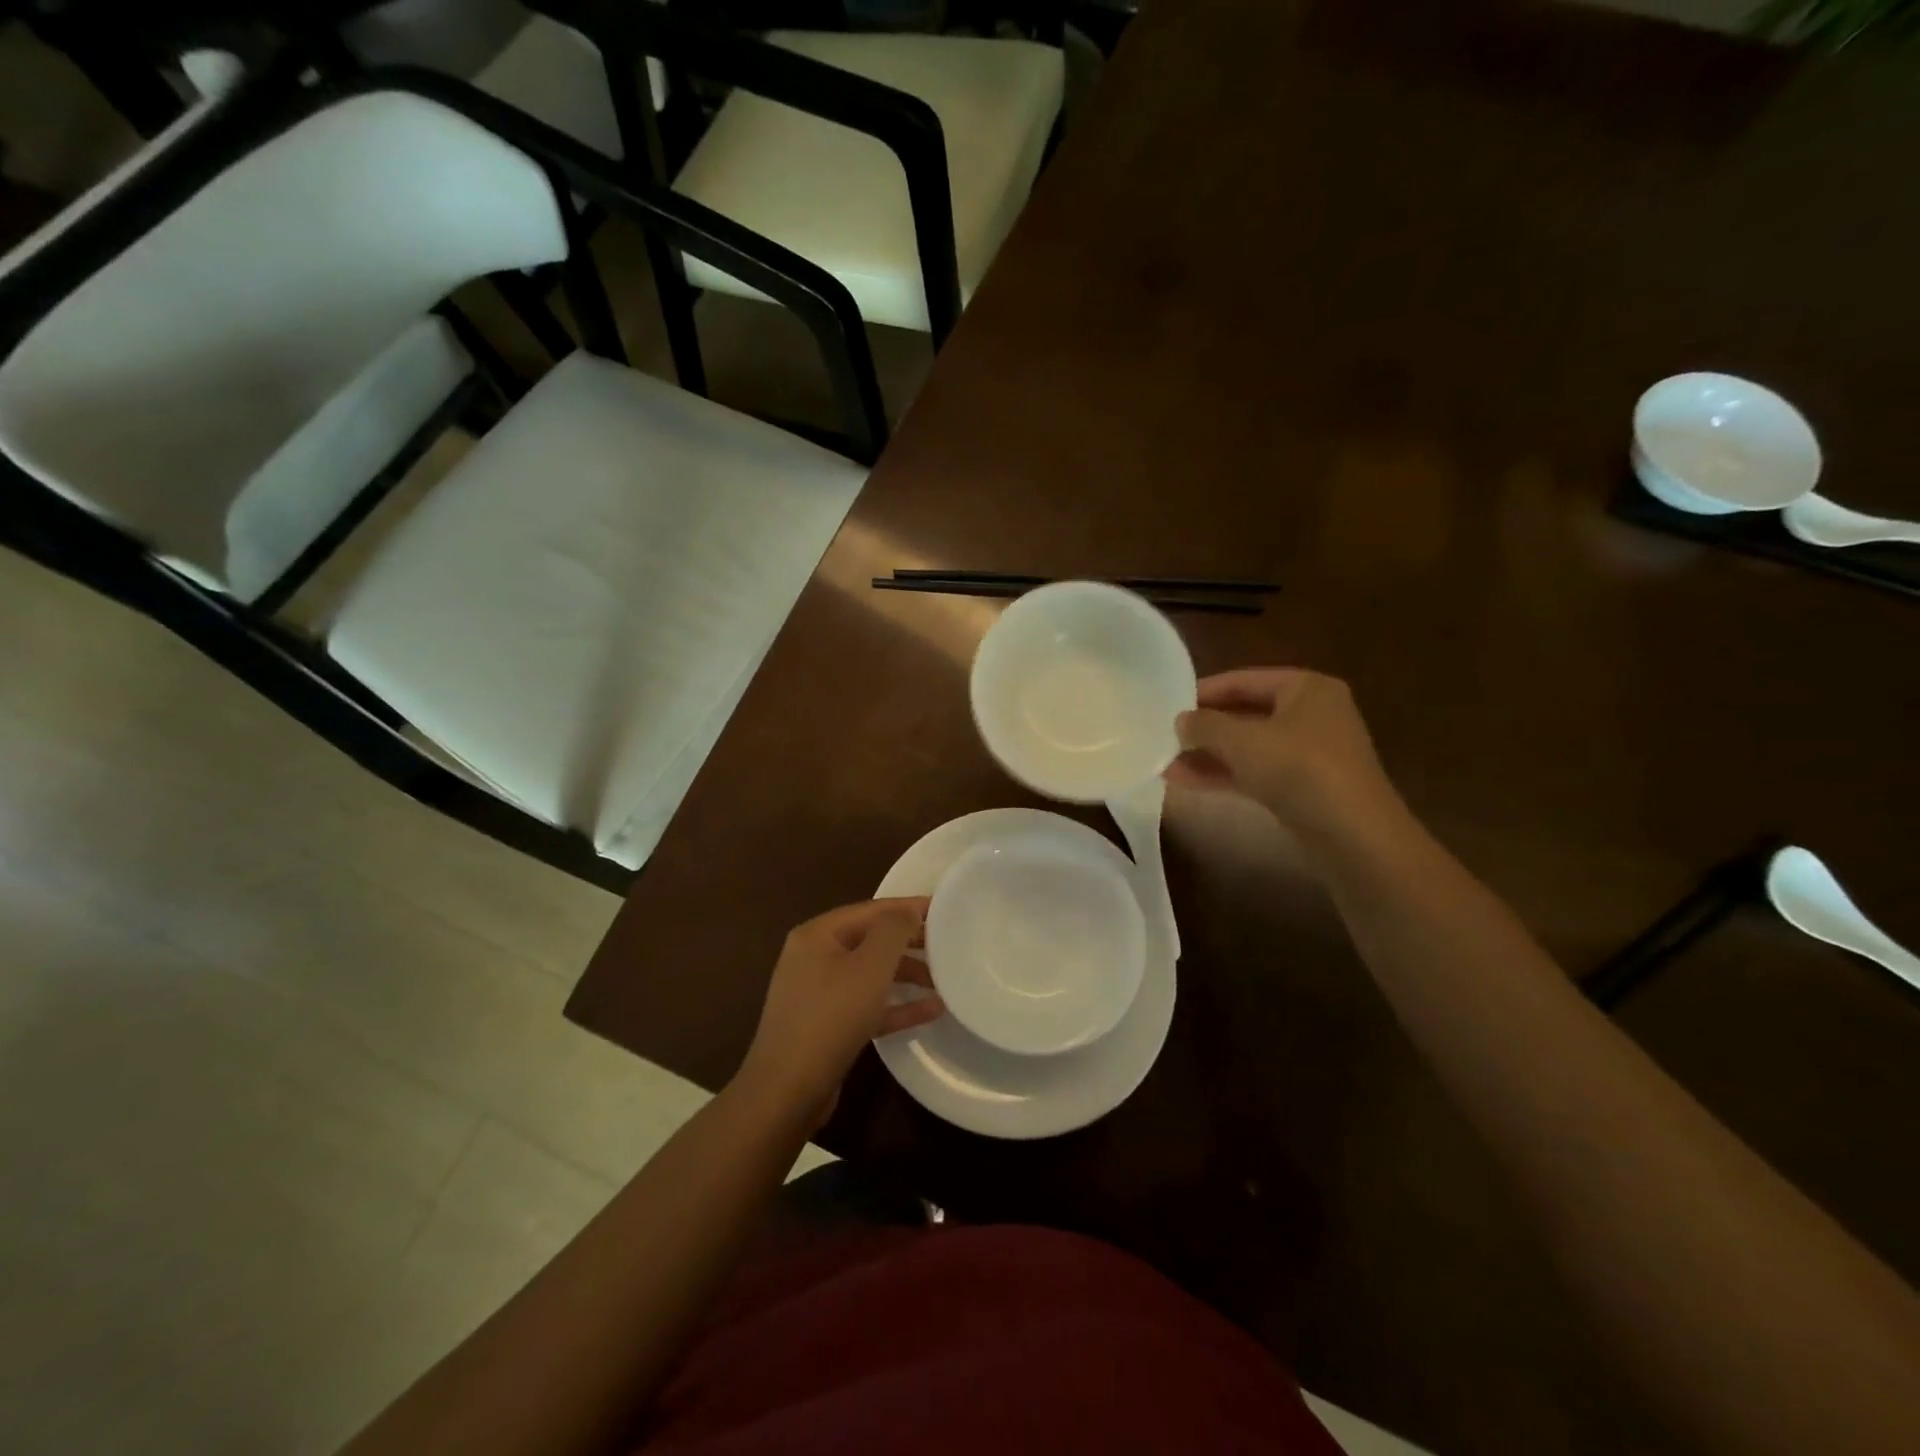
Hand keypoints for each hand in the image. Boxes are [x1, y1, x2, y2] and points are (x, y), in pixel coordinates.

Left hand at [738, 898, 943, 1122]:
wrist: (787, 1091)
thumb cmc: (831, 1017)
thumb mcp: (870, 966)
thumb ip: (894, 930)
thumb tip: (910, 910)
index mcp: (818, 934)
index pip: (871, 910)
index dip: (909, 908)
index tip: (945, 910)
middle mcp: (814, 957)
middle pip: (870, 940)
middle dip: (909, 943)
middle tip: (948, 947)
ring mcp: (817, 993)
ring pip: (870, 974)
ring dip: (906, 975)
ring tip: (944, 981)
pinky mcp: (825, 1025)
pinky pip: (866, 1005)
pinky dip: (895, 1005)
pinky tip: (930, 1011)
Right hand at [1164, 668, 1402, 848]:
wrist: (1353, 834)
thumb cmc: (1299, 769)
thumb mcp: (1243, 741)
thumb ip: (1205, 726)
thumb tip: (1180, 720)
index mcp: (1306, 689)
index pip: (1244, 680)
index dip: (1204, 691)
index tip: (1169, 703)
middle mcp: (1311, 715)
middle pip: (1246, 714)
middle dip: (1204, 729)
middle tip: (1165, 735)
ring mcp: (1309, 754)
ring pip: (1249, 748)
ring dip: (1208, 756)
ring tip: (1165, 763)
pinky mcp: (1303, 788)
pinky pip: (1256, 773)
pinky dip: (1224, 775)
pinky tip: (1185, 782)